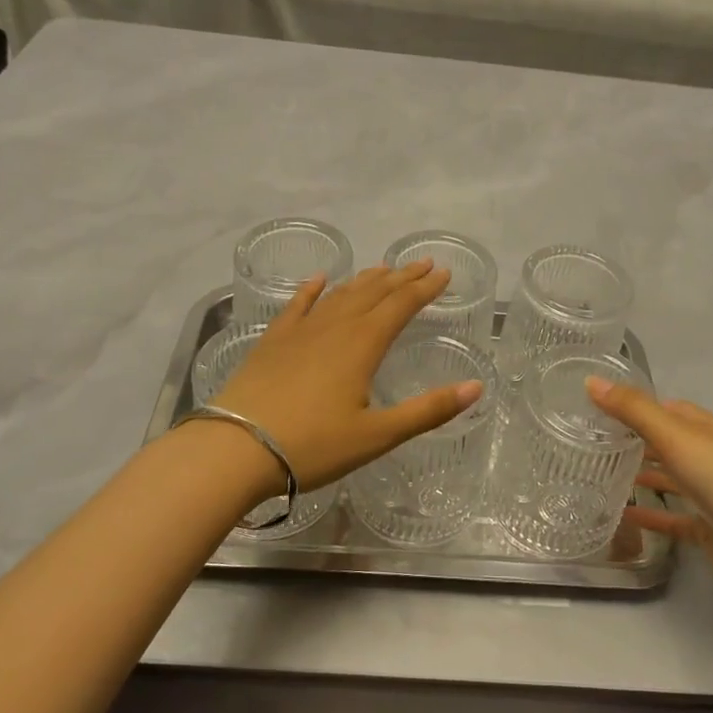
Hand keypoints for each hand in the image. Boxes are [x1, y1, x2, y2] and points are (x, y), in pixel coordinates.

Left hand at [211, 262, 483, 489]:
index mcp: (363, 344)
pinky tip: (319, 280)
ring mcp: (300, 331)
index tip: (443, 273)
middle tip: (423, 263)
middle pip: (373, 293)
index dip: (425, 288)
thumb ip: (428, 410)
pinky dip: (312, 290)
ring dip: (365, 280)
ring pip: (340, 295)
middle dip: (401, 277)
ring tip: (383, 269)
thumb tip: (476, 387)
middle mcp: (334, 327)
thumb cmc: (313, 445)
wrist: (236, 449)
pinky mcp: (273, 342)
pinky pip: (297, 305)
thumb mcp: (377, 435)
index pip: (401, 305)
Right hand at [587, 379, 712, 616]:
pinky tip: (622, 516)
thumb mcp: (677, 437)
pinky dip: (650, 516)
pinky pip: (673, 519)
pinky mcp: (710, 531)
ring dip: (642, 476)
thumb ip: (633, 411)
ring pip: (672, 481)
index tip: (600, 408)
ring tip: (599, 475)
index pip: (671, 409)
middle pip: (670, 443)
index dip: (639, 406)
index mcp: (712, 430)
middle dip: (636, 441)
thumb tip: (591, 381)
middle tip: (591, 442)